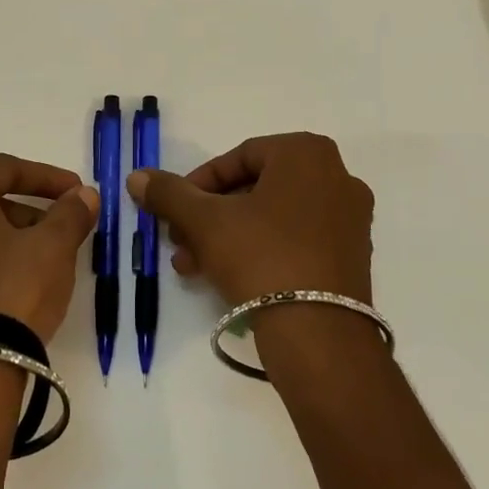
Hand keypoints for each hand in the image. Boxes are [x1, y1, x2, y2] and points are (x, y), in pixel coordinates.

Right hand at [127, 132, 372, 308]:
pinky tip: (227, 278)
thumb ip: (169, 193)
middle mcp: (337, 176)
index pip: (239, 157)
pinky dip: (261, 250)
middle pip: (255, 188)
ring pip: (273, 217)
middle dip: (210, 216)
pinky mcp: (353, 255)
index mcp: (307, 153)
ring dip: (228, 236)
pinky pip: (296, 239)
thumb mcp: (205, 221)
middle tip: (180, 241)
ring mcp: (350, 218)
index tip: (175, 211)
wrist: (319, 335)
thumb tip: (136, 176)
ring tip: (194, 266)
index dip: (198, 184)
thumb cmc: (261, 257)